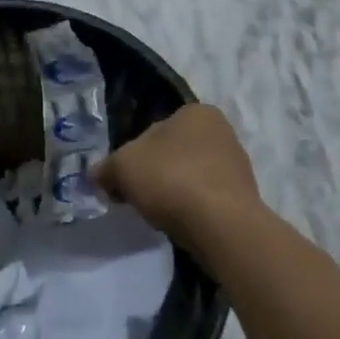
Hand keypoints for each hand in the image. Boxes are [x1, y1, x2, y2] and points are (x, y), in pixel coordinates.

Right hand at [92, 104, 265, 257]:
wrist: (222, 226)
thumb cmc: (171, 179)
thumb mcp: (122, 167)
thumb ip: (106, 168)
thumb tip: (96, 175)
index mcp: (196, 112)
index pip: (153, 130)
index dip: (132, 156)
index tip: (123, 181)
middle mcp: (221, 131)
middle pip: (172, 153)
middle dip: (154, 174)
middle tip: (137, 198)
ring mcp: (237, 165)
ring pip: (190, 176)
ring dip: (173, 192)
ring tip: (160, 214)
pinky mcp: (243, 198)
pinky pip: (206, 199)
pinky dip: (192, 209)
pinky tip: (182, 223)